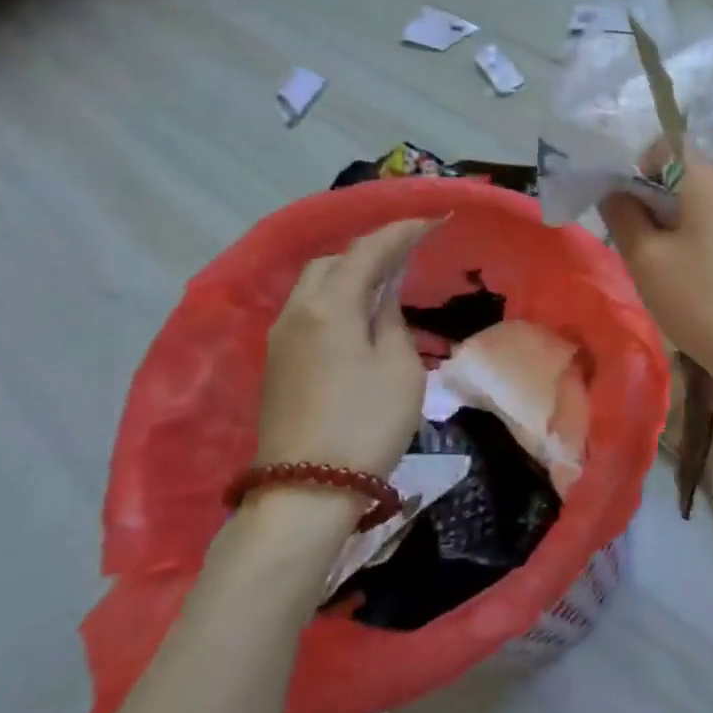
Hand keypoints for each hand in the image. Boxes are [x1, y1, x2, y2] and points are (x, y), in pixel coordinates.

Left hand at [253, 220, 428, 481]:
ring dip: (350, 274)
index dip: (402, 231)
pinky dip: (336, 298)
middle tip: (408, 254)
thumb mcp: (399, 369)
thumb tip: (383, 298)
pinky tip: (359, 314)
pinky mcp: (278, 363)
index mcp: (330, 307)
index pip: (368, 251)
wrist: (306, 491)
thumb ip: (392, 321)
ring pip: (314, 285)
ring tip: (386, 282)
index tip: (435, 220)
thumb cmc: (365, 424)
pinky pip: (308, 310)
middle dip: (370, 249)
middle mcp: (297, 312)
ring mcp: (281, 339)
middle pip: (332, 261)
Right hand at [600, 154, 712, 419]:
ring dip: (666, 222)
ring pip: (692, 203)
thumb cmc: (700, 297)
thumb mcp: (646, 258)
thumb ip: (623, 216)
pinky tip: (680, 274)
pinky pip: (709, 225)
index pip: (664, 144)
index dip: (635, 165)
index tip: (621, 202)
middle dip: (647, 198)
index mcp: (705, 178)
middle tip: (629, 236)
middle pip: (678, 173)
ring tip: (651, 260)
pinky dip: (688, 238)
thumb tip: (615, 192)